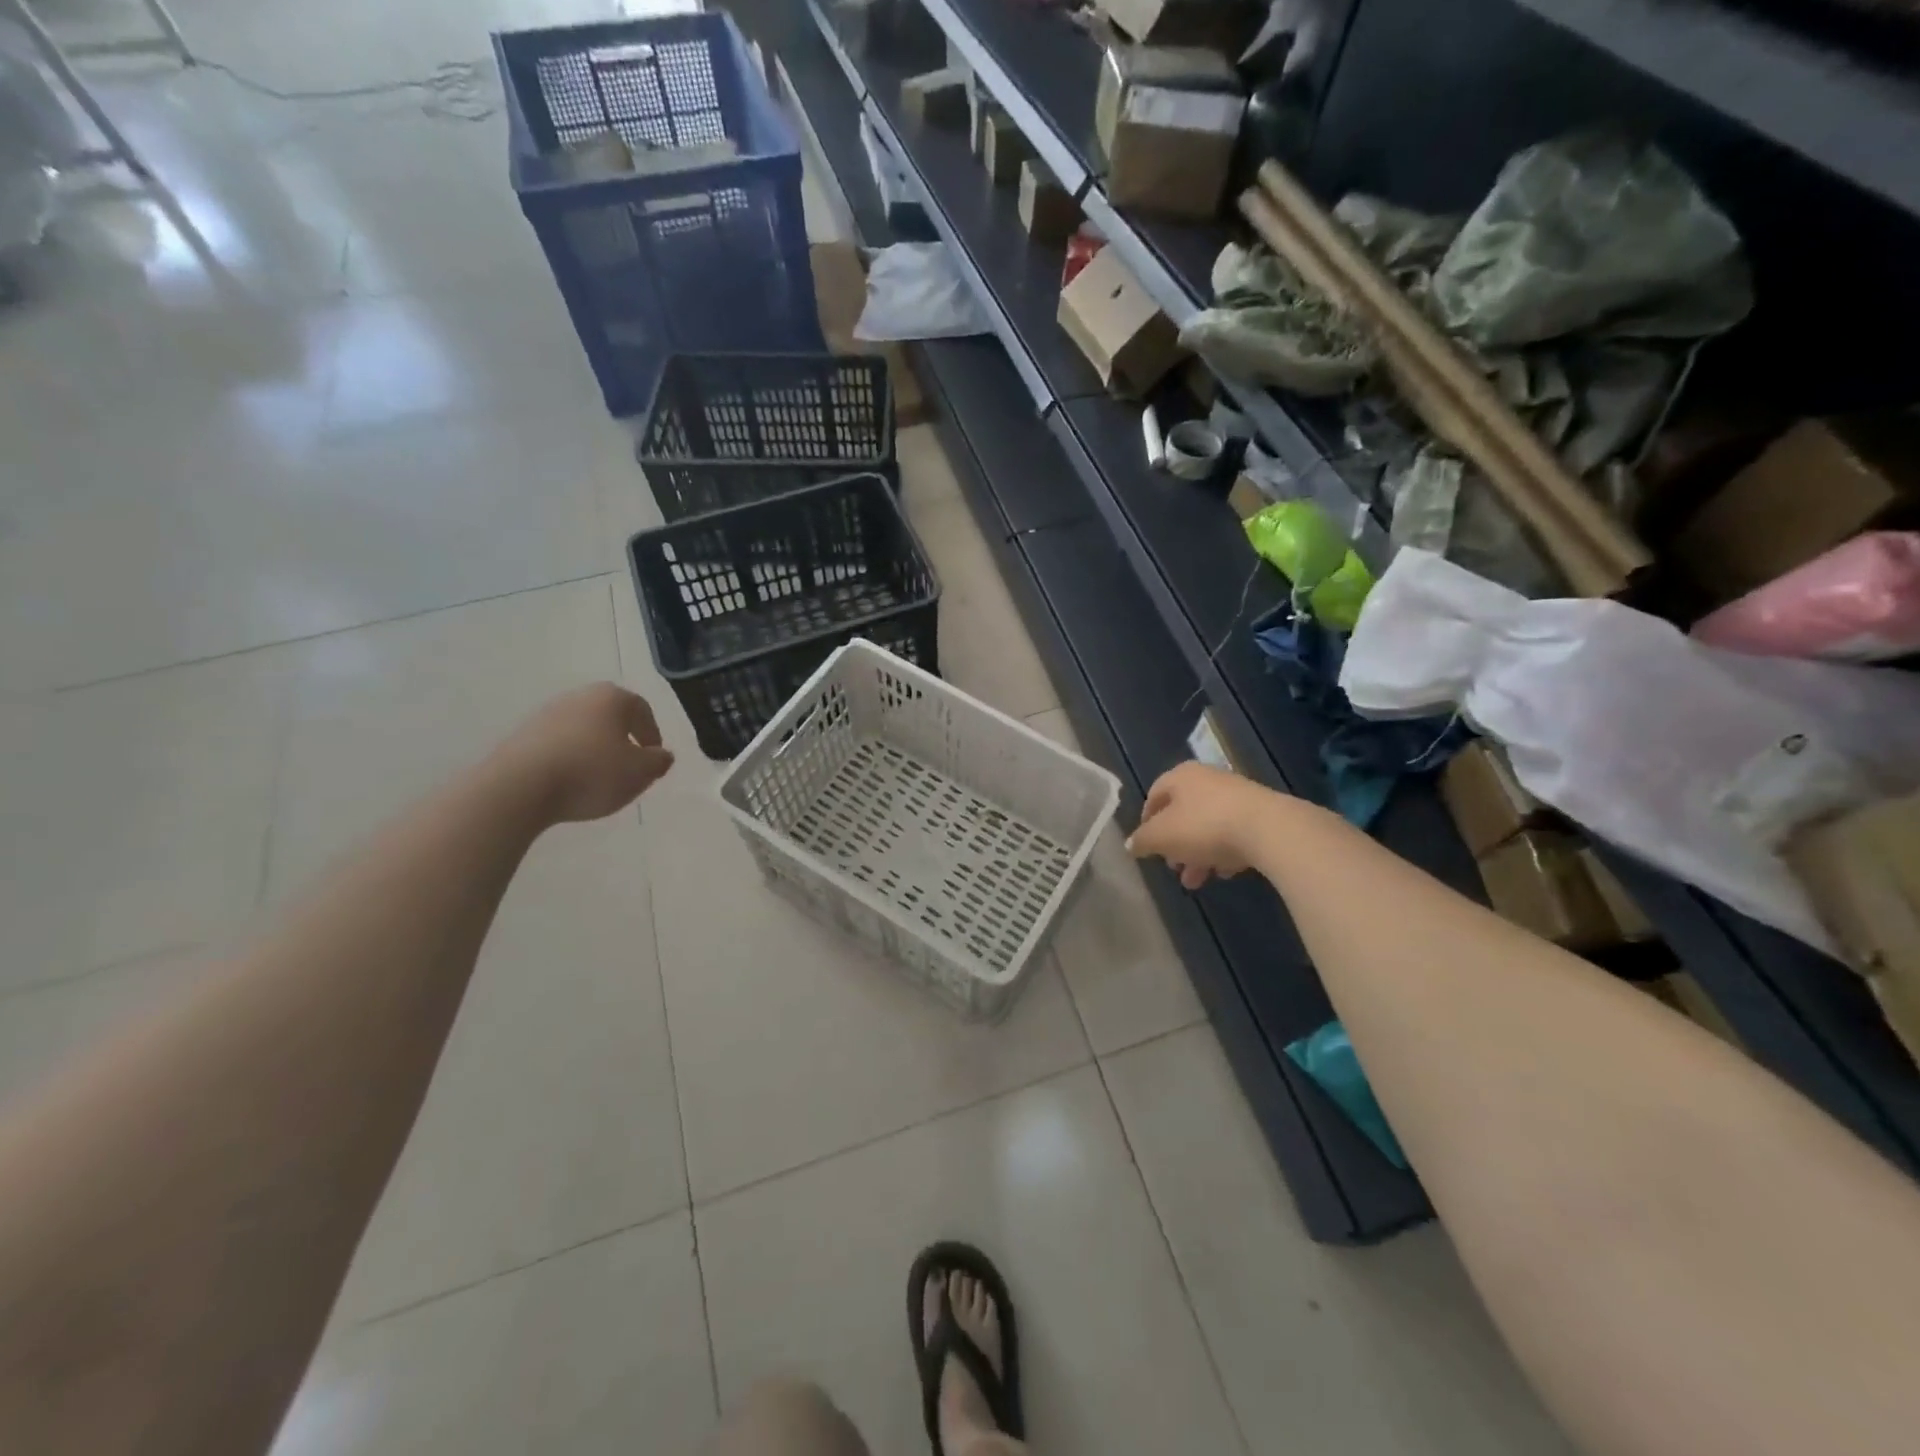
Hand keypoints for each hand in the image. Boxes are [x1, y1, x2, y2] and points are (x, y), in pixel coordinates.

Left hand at [492, 683, 675, 823]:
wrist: (519, 787)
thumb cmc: (591, 773)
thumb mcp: (640, 773)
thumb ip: (658, 762)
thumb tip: (661, 755)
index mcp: (612, 698)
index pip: (642, 710)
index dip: (652, 735)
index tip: (653, 759)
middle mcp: (579, 697)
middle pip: (610, 716)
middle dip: (622, 739)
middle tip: (629, 767)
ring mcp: (546, 714)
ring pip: (583, 729)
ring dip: (594, 749)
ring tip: (598, 778)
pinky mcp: (522, 735)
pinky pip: (557, 744)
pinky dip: (569, 758)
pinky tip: (570, 782)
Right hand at [1128, 761, 1275, 889]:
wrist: (1268, 829)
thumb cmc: (1204, 826)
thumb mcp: (1161, 837)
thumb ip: (1142, 841)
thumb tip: (1130, 844)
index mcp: (1180, 777)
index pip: (1154, 795)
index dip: (1146, 821)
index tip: (1145, 845)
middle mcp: (1207, 780)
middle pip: (1182, 814)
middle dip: (1175, 845)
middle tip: (1173, 868)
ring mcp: (1236, 795)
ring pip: (1208, 827)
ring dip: (1198, 854)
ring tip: (1196, 881)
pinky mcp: (1260, 814)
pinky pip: (1233, 833)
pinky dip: (1224, 852)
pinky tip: (1224, 872)